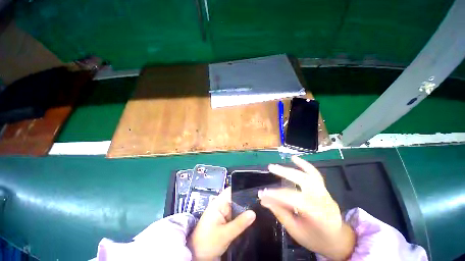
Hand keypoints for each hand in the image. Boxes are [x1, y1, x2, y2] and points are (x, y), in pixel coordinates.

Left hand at [188, 187, 255, 260]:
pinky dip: (241, 217)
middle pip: (235, 199)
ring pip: (236, 208)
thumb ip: (239, 223)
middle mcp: (221, 205)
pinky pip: (235, 216)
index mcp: (218, 203)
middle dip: (246, 201)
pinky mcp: (224, 221)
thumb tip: (253, 212)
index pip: (231, 191)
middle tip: (260, 203)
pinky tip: (251, 219)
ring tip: (258, 210)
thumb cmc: (207, 242)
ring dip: (245, 210)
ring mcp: (223, 214)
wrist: (196, 256)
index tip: (255, 193)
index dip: (242, 190)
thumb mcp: (224, 234)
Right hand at [258, 156, 355, 260]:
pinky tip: (294, 158)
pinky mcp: (324, 188)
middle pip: (303, 181)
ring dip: (292, 168)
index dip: (276, 195)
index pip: (292, 199)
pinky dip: (304, 165)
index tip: (262, 194)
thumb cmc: (316, 239)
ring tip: (278, 164)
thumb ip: (280, 213)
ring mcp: (325, 192)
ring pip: (308, 175)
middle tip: (270, 168)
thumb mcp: (296, 231)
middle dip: (285, 173)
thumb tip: (264, 200)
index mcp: (317, 215)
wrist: (338, 240)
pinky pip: (315, 174)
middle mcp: (323, 200)